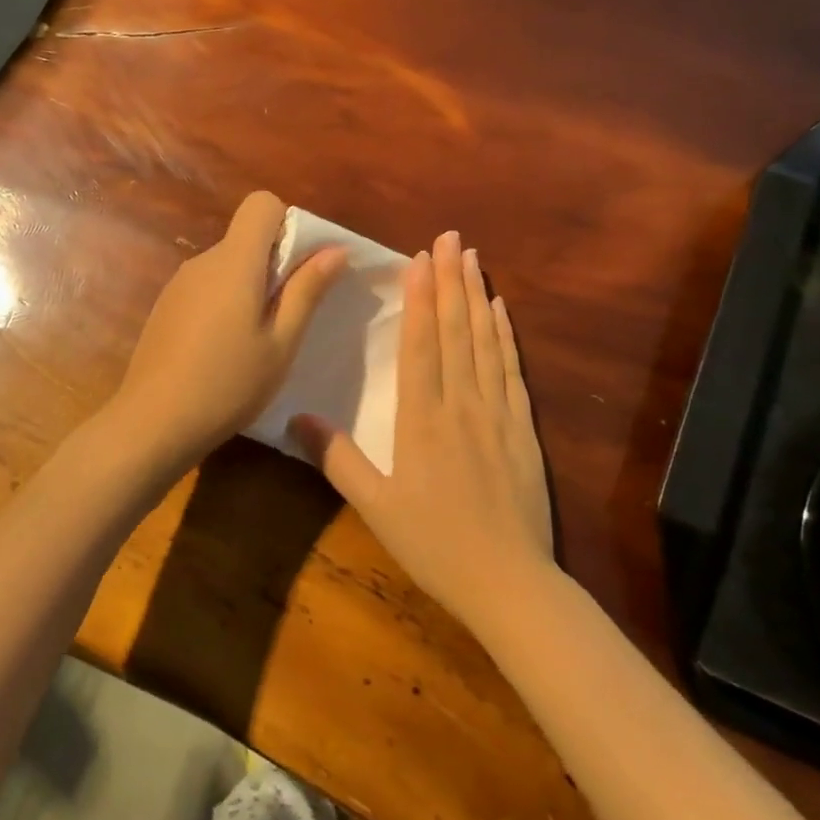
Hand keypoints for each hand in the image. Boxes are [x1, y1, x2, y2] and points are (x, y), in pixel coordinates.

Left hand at [112, 191, 347, 467]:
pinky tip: (222, 350)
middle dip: (274, 263)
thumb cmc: (229, 384)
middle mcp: (203, 261)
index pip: (261, 204)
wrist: (153, 423)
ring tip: (256, 341)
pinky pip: (206, 287)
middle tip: (287, 317)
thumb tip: (335, 249)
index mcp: (234, 262)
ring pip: (227, 265)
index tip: (299, 268)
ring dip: (249, 287)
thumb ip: (307, 290)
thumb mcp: (281, 343)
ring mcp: (178, 284)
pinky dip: (224, 303)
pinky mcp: (165, 307)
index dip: (287, 224)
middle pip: (246, 237)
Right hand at [292, 230, 553, 633]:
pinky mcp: (523, 428)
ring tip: (473, 257)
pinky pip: (513, 370)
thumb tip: (296, 415)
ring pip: (486, 342)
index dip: (421, 299)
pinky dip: (506, 336)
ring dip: (478, 296)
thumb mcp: (375, 507)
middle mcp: (462, 404)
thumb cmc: (435, 545)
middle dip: (451, 280)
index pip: (422, 345)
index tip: (419, 259)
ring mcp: (498, 413)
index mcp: (422, 420)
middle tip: (450, 237)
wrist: (510, 582)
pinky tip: (502, 311)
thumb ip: (337, 458)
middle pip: (456, 331)